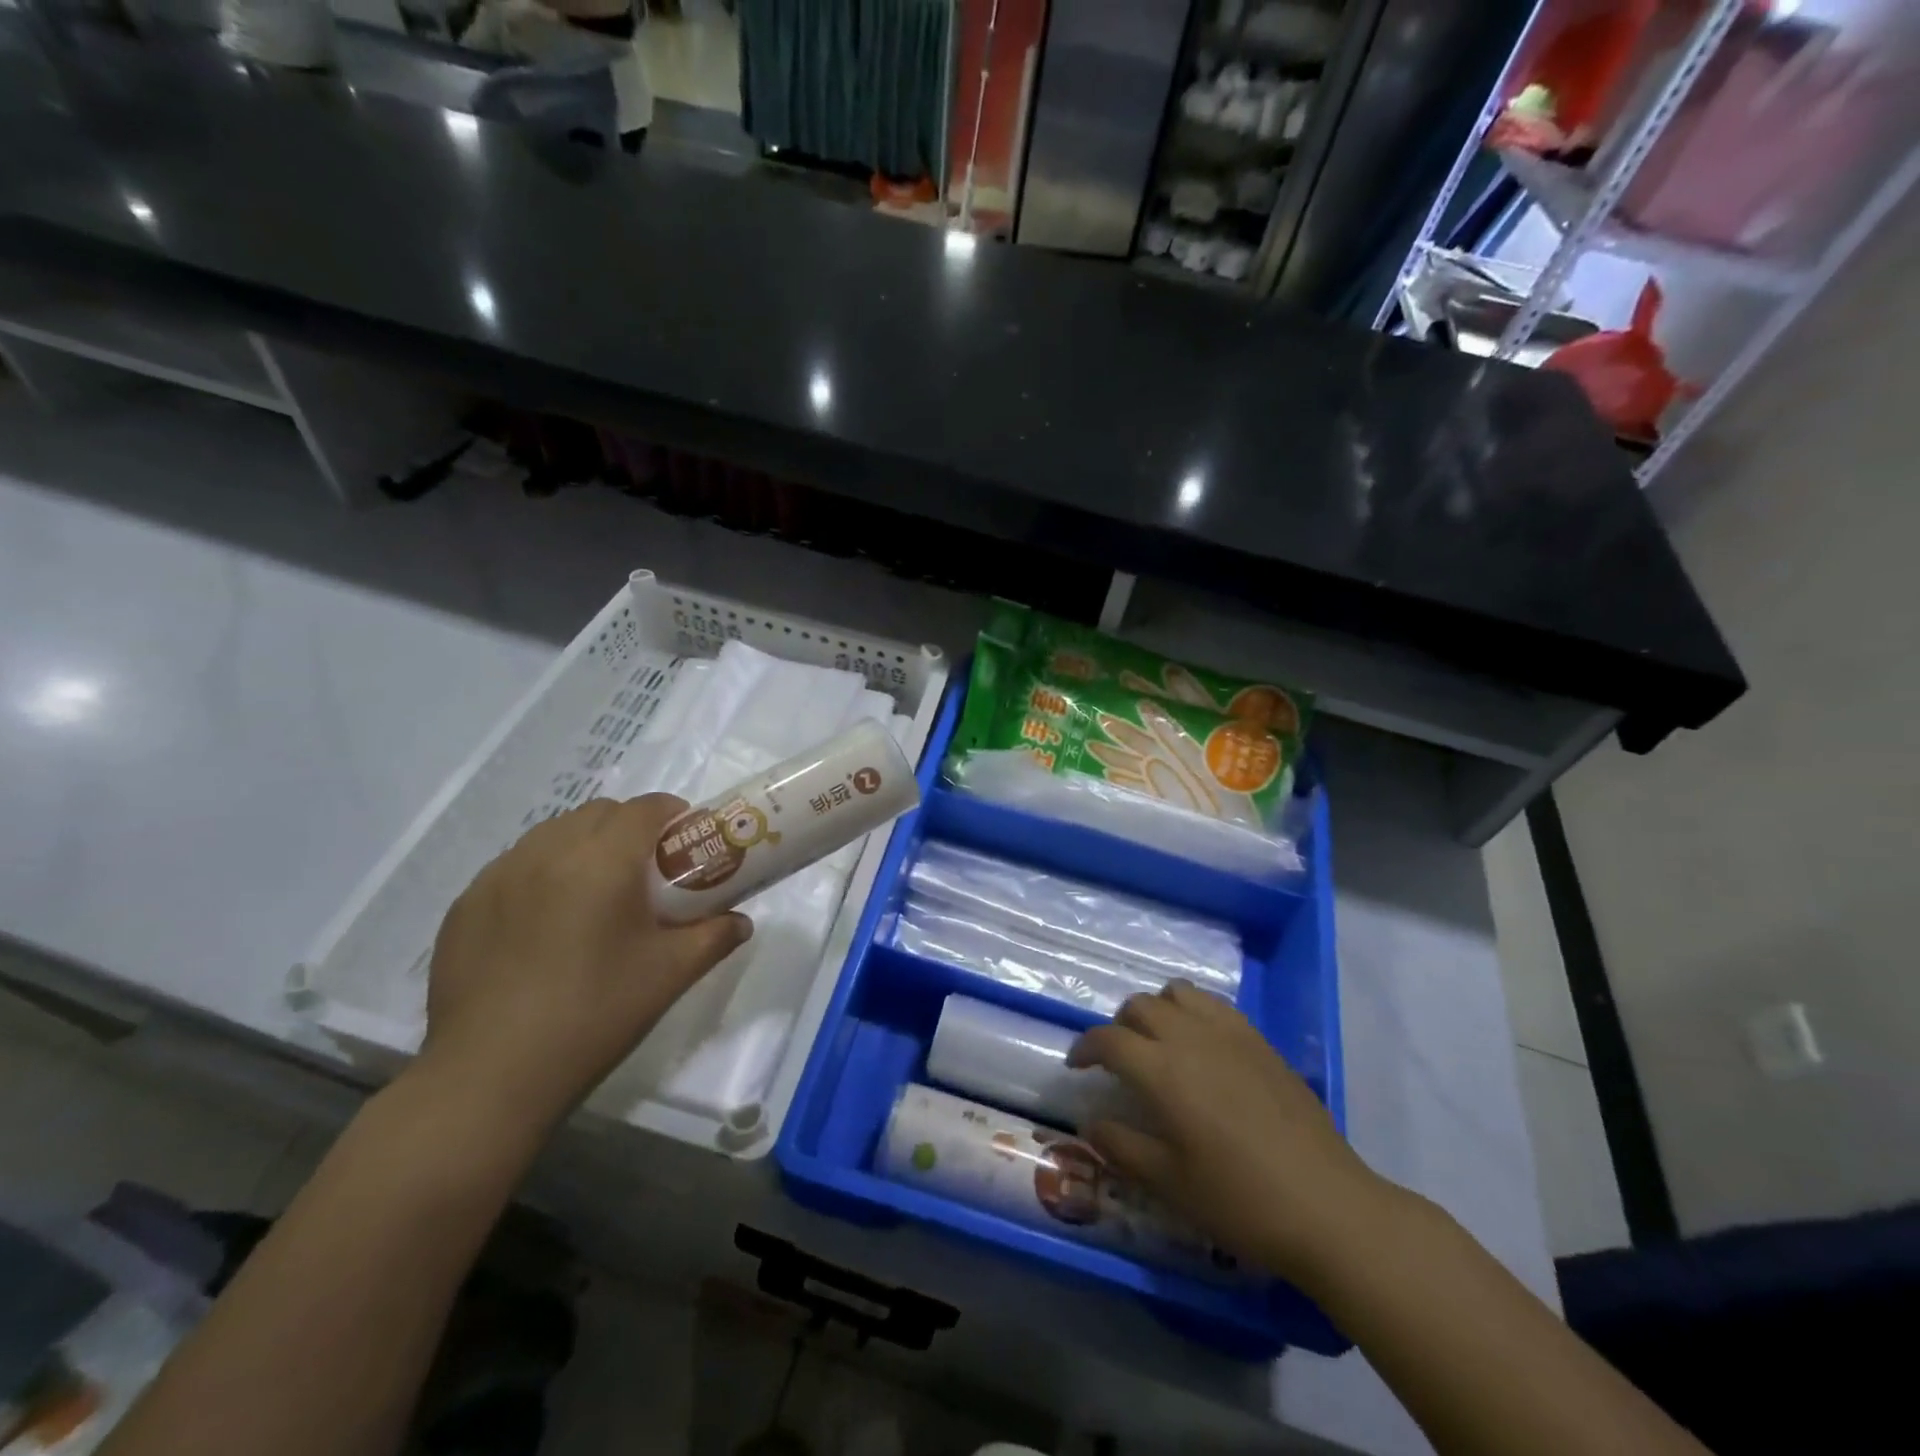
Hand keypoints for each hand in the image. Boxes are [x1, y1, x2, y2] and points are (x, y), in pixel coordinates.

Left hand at [420, 794, 750, 1136]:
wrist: (490, 1075)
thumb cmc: (594, 1013)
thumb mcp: (670, 974)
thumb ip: (714, 937)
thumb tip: (740, 923)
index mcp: (603, 860)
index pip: (646, 807)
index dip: (674, 815)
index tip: (686, 845)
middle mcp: (547, 851)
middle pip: (599, 812)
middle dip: (630, 828)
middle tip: (646, 873)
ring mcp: (498, 875)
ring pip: (553, 833)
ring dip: (584, 845)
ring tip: (595, 895)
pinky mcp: (466, 904)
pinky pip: (515, 866)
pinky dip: (541, 873)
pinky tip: (545, 924)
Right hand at [1068, 981, 1392, 1288]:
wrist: (1328, 1207)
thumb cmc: (1241, 1201)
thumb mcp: (1170, 1184)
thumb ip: (1122, 1147)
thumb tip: (1090, 1122)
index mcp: (1162, 1071)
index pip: (1109, 1039)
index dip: (1085, 1047)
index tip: (1077, 1065)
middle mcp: (1191, 1038)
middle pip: (1140, 1006)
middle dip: (1119, 1026)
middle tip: (1118, 1059)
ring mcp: (1230, 1034)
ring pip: (1178, 994)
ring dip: (1157, 1010)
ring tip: (1159, 1043)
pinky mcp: (1260, 1041)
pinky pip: (1215, 1005)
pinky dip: (1194, 1012)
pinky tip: (1202, 1047)